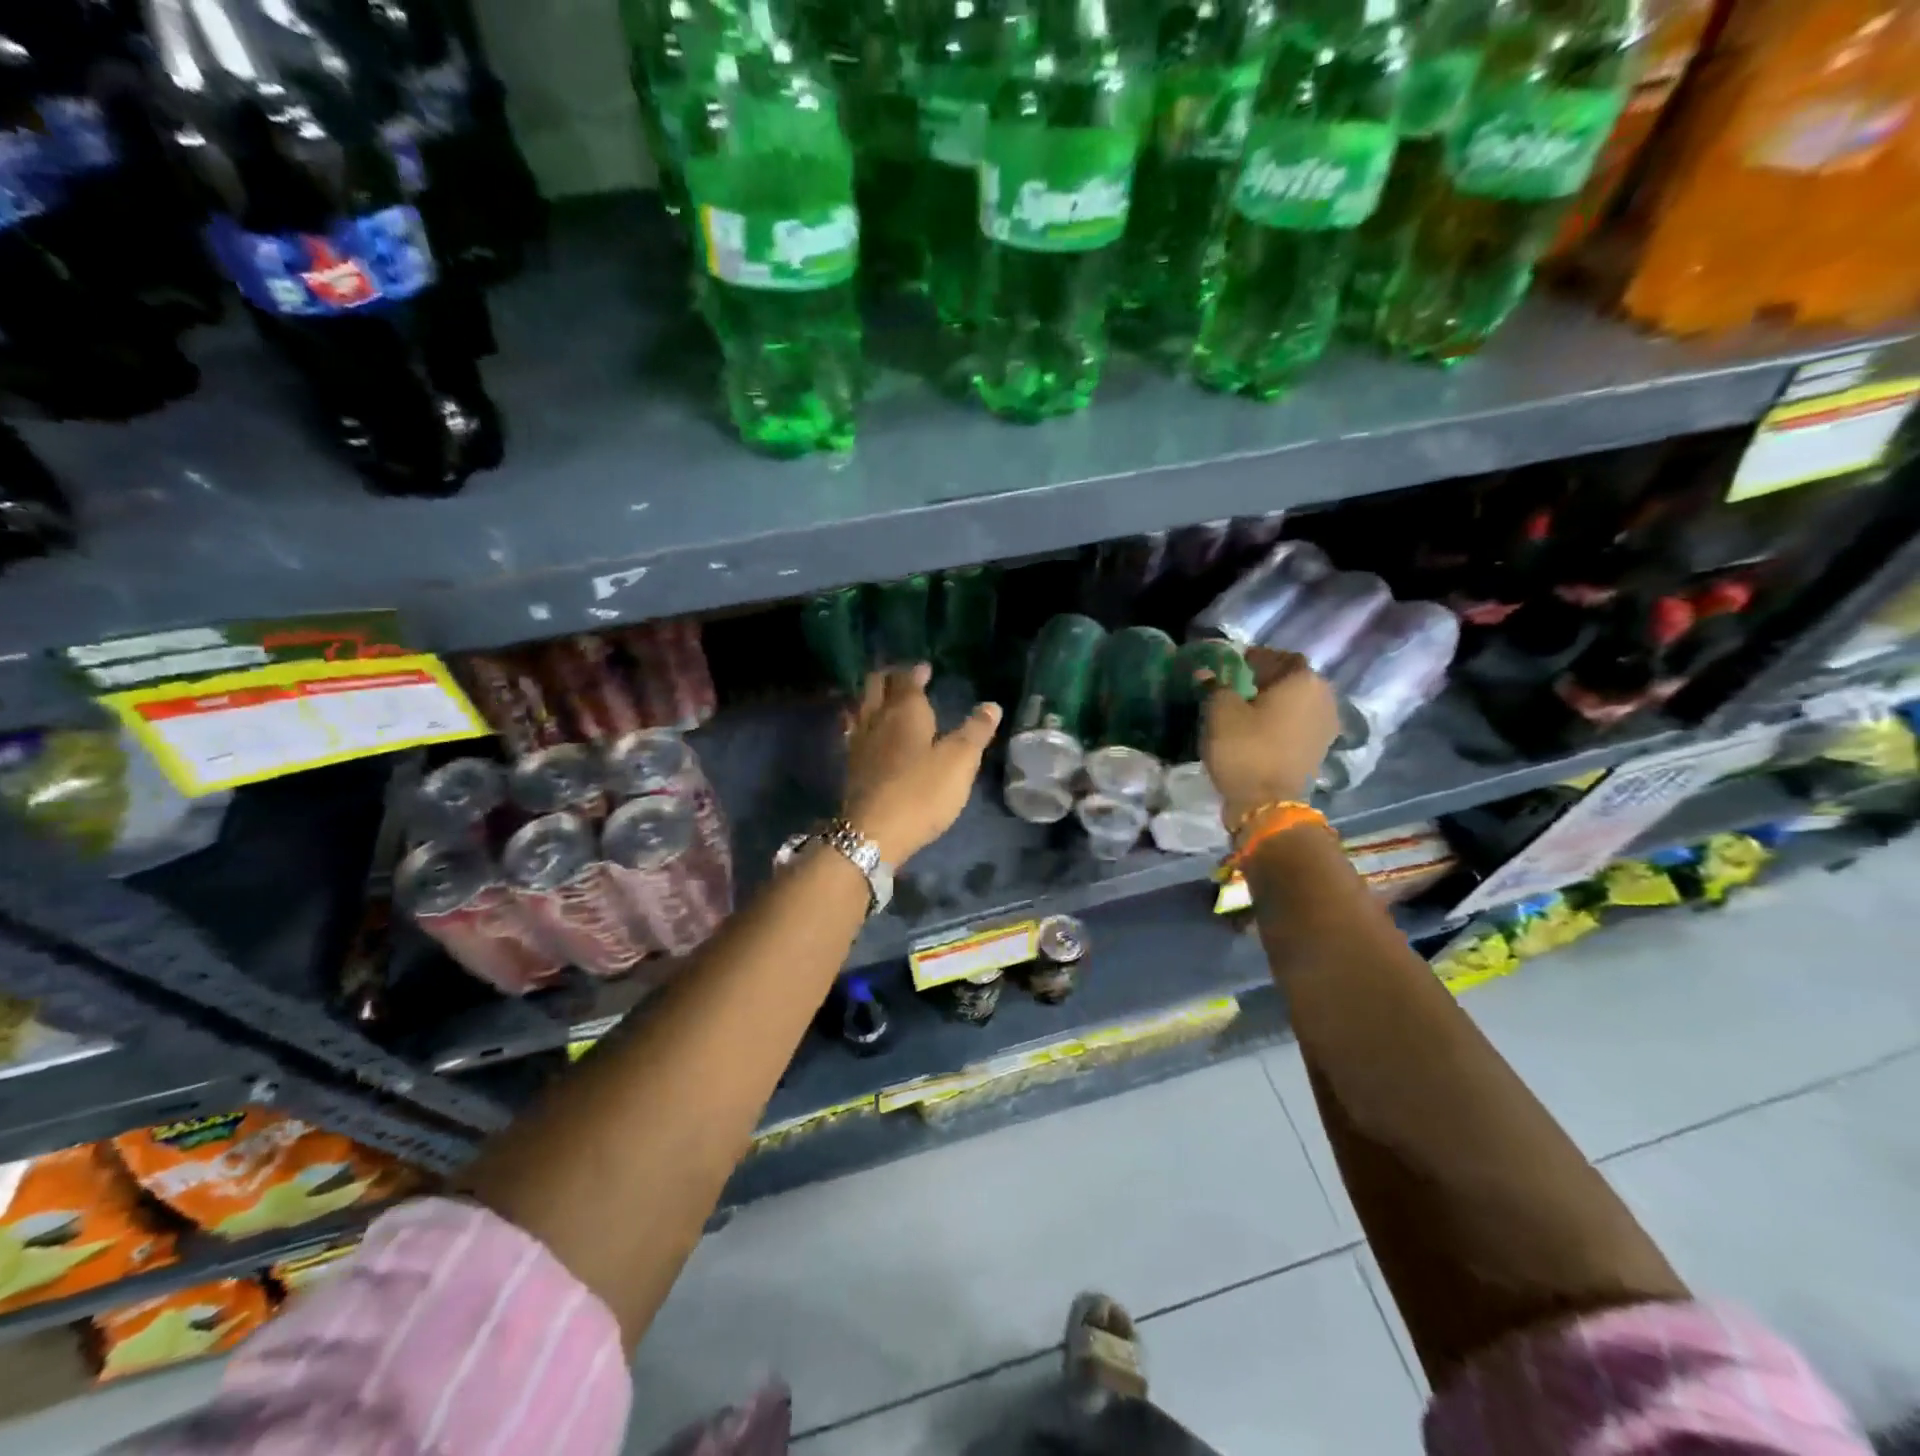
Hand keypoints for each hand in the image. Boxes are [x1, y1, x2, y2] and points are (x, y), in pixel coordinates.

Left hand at [842, 665, 1001, 864]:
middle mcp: (877, 719)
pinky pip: (854, 731)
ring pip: (861, 707)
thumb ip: (975, 731)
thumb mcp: (960, 761)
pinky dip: (862, 722)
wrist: (872, 833)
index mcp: (905, 711)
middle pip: (875, 686)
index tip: (925, 668)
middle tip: (902, 677)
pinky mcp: (850, 767)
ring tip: (884, 699)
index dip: (916, 672)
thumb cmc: (922, 792)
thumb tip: (991, 706)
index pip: (907, 680)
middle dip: (889, 677)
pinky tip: (867, 733)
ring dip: (872, 697)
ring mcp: (859, 743)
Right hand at [1201, 647, 1337, 827]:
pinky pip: (1300, 724)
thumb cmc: (1245, 748)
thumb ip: (1215, 687)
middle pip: (1294, 679)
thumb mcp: (1220, 712)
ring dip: (1277, 701)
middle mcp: (1324, 697)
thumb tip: (1206, 674)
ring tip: (1249, 707)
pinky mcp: (1320, 749)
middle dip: (1269, 679)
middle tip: (1240, 683)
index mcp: (1303, 680)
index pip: (1279, 656)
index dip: (1256, 657)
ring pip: (1299, 703)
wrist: (1267, 804)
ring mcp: (1327, 726)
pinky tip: (1261, 729)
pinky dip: (1283, 722)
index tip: (1234, 663)